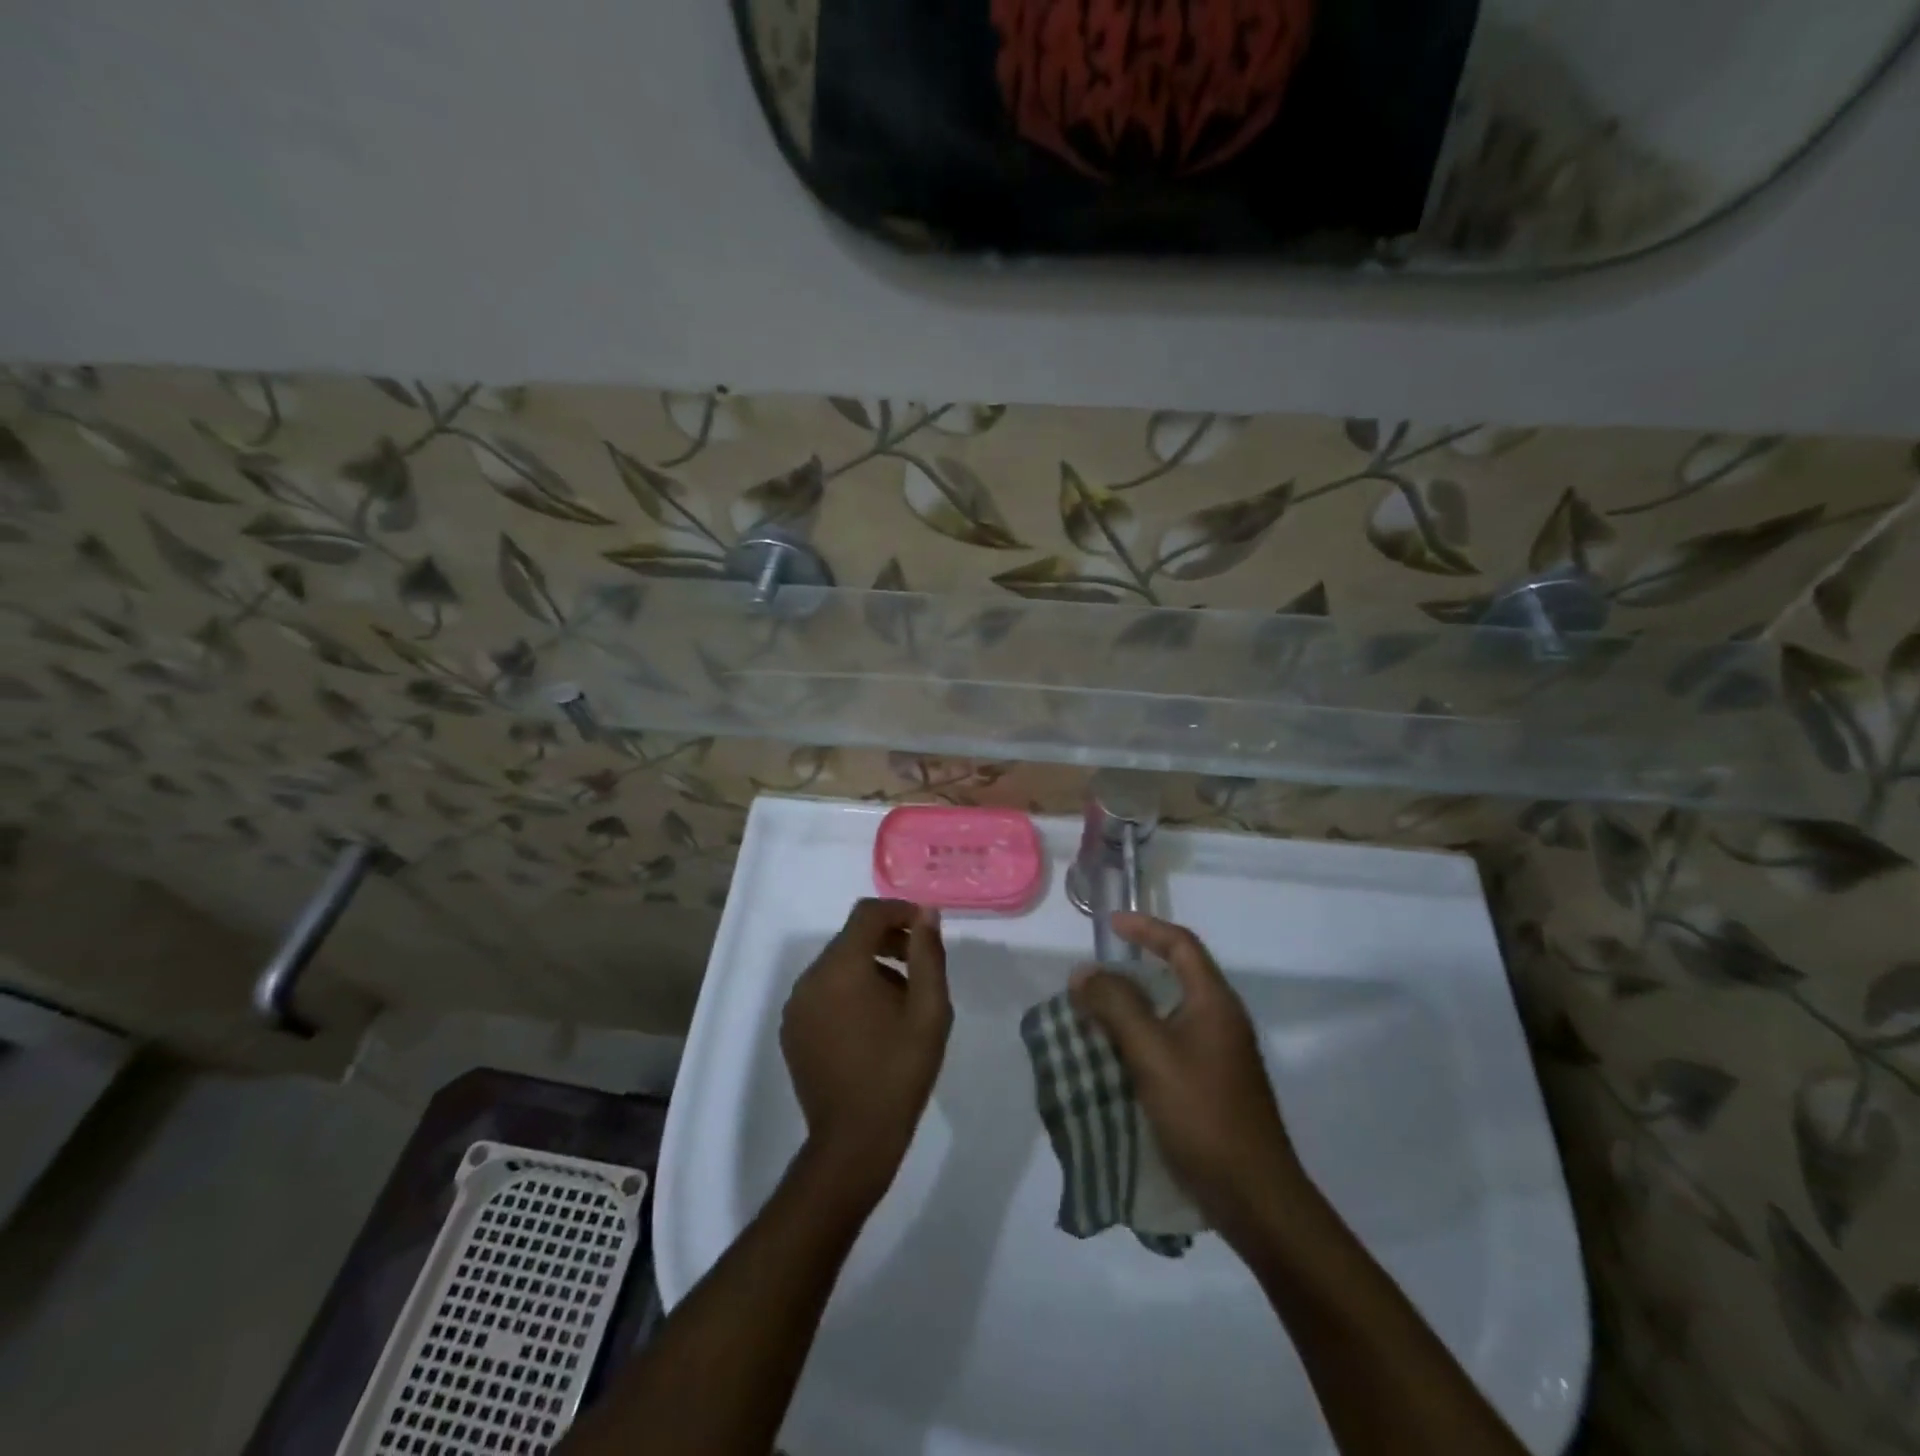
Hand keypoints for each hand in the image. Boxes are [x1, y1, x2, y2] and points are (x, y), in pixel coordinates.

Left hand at [782, 898, 951, 1202]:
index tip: (925, 927)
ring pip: (837, 966)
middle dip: (887, 941)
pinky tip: (873, 1024)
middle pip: (851, 938)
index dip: (899, 911)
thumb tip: (926, 914)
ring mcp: (796, 1006)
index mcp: (842, 968)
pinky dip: (849, 991)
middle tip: (920, 966)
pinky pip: (823, 992)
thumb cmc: (899, 1071)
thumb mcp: (929, 1011)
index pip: (867, 914)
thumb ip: (928, 955)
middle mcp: (810, 978)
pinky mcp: (792, 1030)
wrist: (854, 1141)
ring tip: (901, 1001)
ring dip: (870, 967)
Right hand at [1070, 913, 1308, 1247]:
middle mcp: (1220, 1020)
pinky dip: (1139, 1039)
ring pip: (1168, 1013)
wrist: (1254, 1196)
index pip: (1181, 944)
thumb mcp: (1152, 1053)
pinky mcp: (1210, 1084)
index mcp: (1214, 1002)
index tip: (1109, 926)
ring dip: (1131, 1008)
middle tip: (1092, 978)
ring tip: (1093, 1015)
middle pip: (1175, 976)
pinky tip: (1113, 1058)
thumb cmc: (1203, 1113)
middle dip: (1131, 970)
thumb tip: (1084, 972)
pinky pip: (1168, 1043)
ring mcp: (1218, 1054)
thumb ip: (1116, 1006)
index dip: (1145, 928)